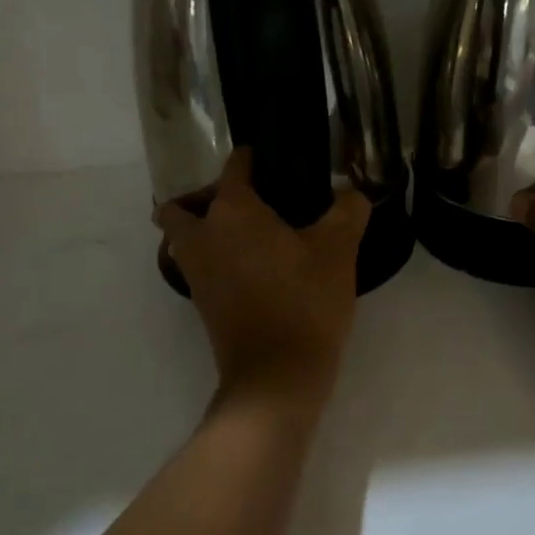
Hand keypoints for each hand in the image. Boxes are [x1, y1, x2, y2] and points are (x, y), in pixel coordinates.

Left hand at [157, 150, 371, 405]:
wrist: (277, 376)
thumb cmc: (305, 302)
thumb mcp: (339, 250)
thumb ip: (348, 211)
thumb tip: (352, 192)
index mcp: (233, 211)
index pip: (234, 167)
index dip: (253, 158)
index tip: (275, 161)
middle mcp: (203, 235)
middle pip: (182, 205)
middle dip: (206, 197)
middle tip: (251, 203)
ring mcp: (196, 272)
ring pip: (183, 238)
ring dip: (203, 228)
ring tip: (250, 233)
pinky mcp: (201, 302)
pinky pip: (197, 265)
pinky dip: (214, 257)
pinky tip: (254, 265)